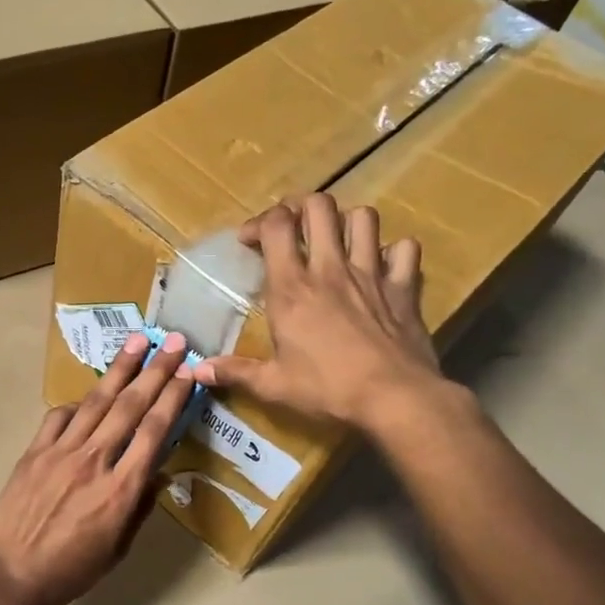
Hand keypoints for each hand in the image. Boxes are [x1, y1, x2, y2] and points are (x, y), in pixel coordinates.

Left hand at [0, 331, 193, 604]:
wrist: (11, 575)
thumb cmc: (71, 570)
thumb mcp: (118, 548)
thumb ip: (140, 506)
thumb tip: (159, 473)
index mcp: (121, 489)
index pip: (154, 431)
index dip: (173, 398)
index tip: (188, 374)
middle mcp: (94, 460)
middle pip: (130, 406)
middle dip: (156, 370)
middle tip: (174, 342)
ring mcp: (60, 451)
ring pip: (96, 401)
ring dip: (120, 369)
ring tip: (137, 341)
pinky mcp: (34, 452)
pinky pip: (59, 416)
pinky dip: (77, 403)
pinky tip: (88, 395)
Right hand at [193, 193, 439, 429]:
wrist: (394, 398)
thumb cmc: (327, 390)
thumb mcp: (273, 385)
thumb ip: (236, 372)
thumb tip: (199, 370)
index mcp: (292, 288)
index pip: (276, 225)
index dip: (261, 222)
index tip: (250, 241)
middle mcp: (330, 268)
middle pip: (319, 206)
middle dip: (302, 208)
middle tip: (293, 227)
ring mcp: (371, 273)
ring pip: (363, 217)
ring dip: (347, 221)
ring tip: (337, 240)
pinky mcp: (404, 287)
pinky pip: (405, 249)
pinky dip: (394, 251)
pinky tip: (383, 265)